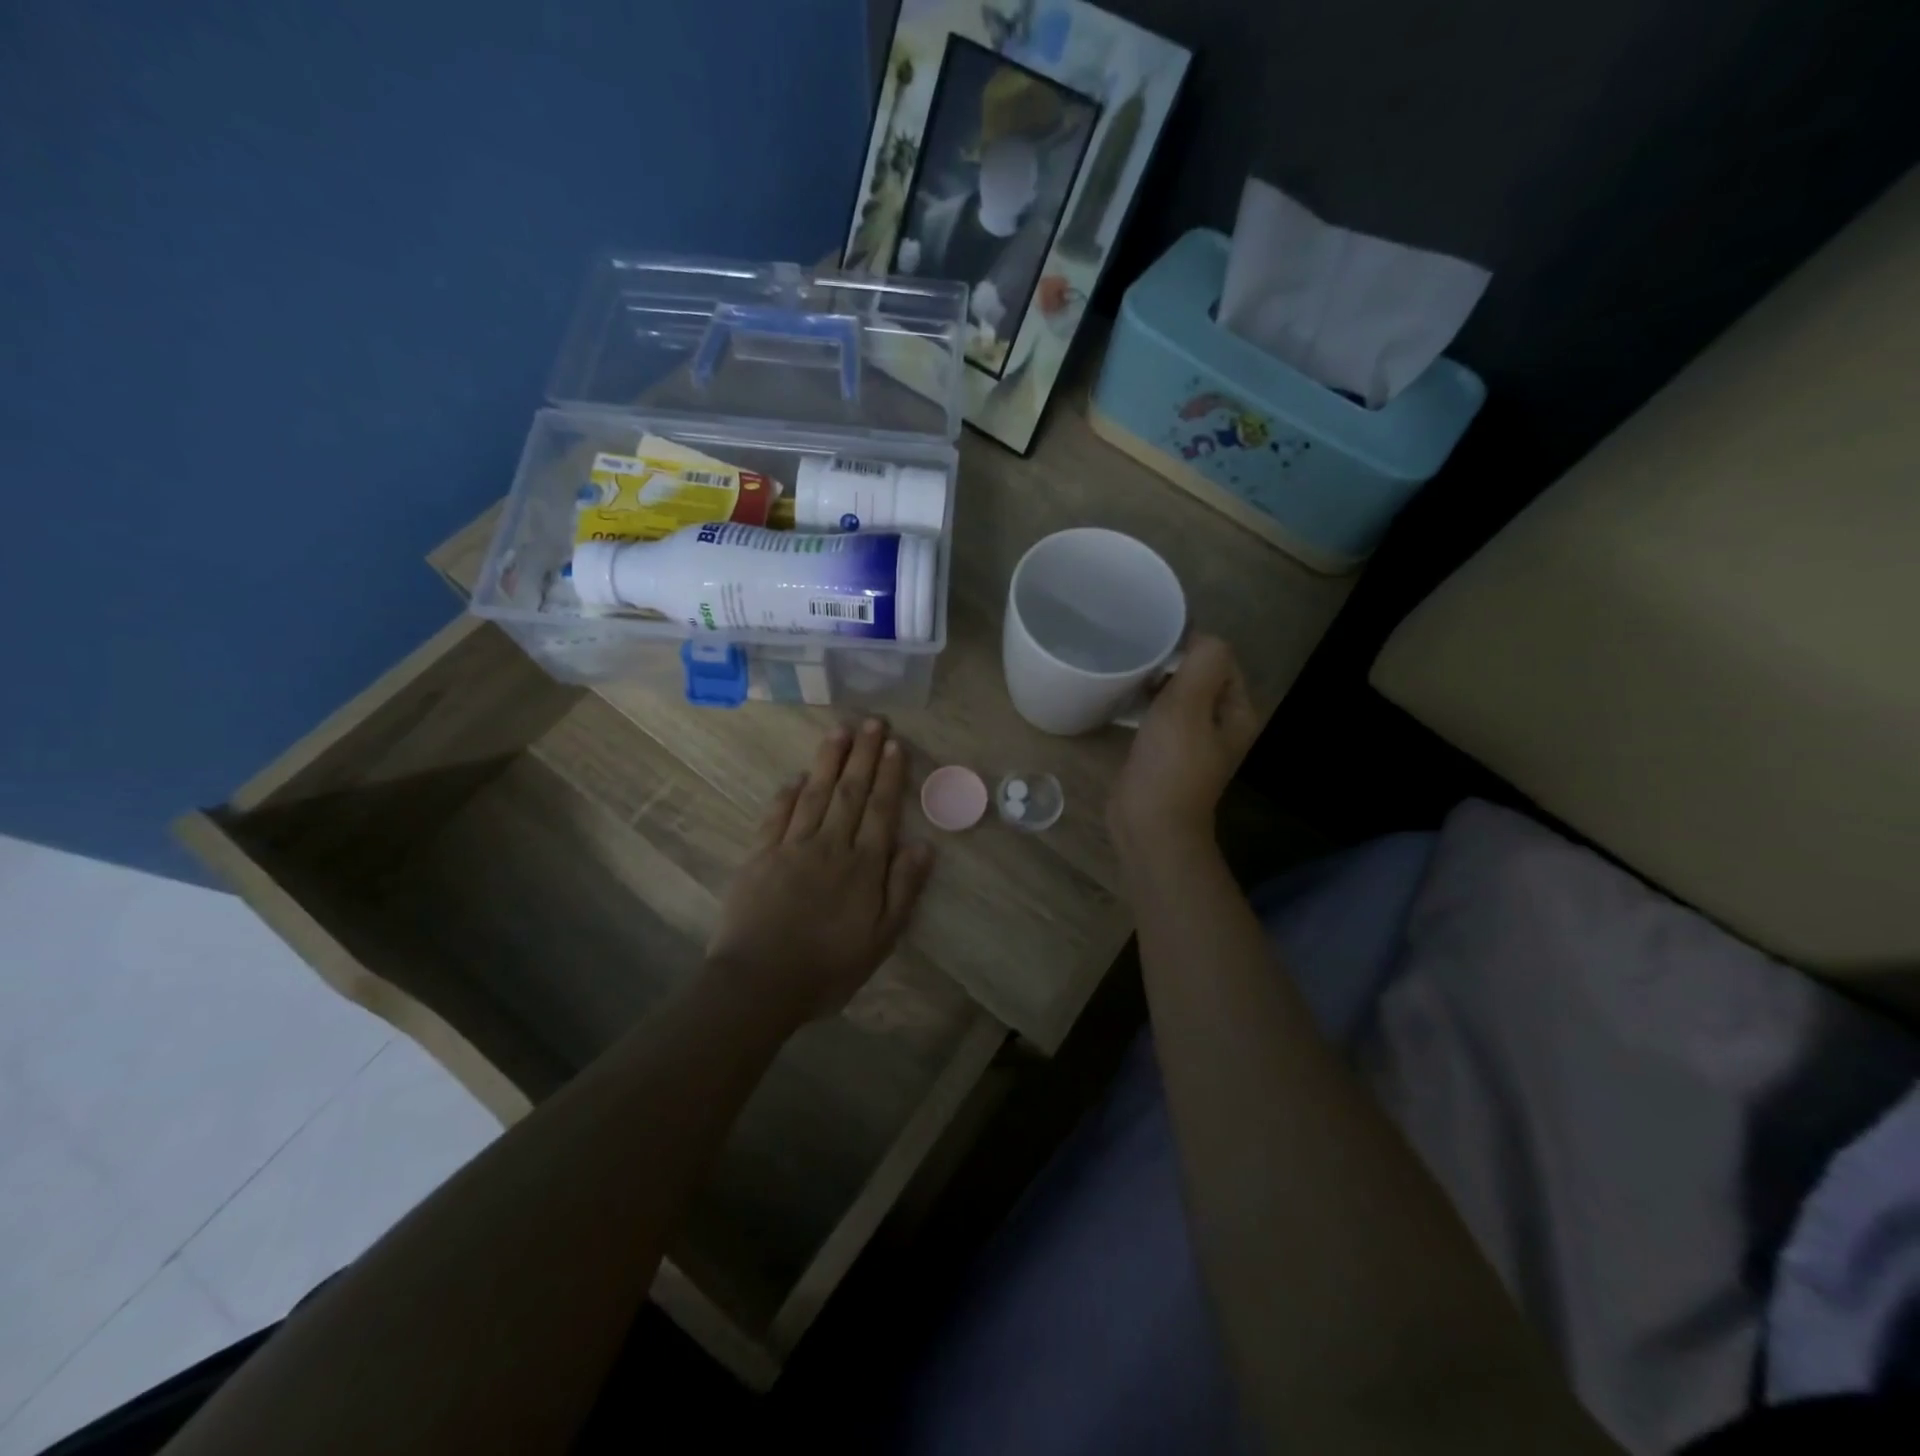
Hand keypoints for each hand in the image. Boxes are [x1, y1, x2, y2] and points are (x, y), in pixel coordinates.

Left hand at [705, 719, 934, 1027]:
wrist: (759, 983)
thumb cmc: (827, 967)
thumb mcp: (881, 939)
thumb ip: (903, 889)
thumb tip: (924, 845)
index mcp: (863, 866)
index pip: (880, 810)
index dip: (889, 775)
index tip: (895, 744)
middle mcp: (830, 846)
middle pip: (850, 792)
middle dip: (863, 755)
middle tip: (873, 722)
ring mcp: (791, 847)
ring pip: (815, 794)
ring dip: (828, 761)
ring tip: (840, 731)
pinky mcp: (759, 856)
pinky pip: (777, 816)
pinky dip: (788, 794)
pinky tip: (797, 777)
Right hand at [1108, 635, 1258, 857]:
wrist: (1150, 824)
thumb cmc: (1171, 763)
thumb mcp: (1189, 704)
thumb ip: (1203, 662)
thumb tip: (1200, 635)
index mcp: (1237, 712)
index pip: (1220, 659)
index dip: (1192, 643)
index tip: (1156, 637)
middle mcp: (1221, 724)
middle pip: (1199, 676)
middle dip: (1172, 660)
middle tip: (1137, 650)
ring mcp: (1193, 741)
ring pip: (1177, 695)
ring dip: (1157, 681)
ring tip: (1129, 668)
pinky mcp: (1166, 753)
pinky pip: (1160, 715)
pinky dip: (1146, 703)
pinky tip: (1124, 697)